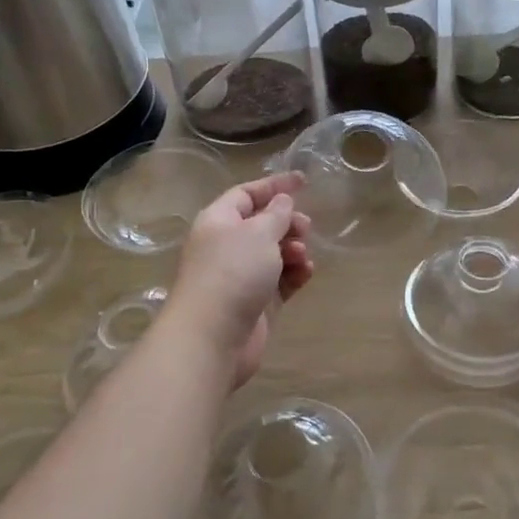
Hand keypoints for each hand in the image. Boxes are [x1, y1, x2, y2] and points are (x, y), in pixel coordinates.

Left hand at [166, 172, 313, 386]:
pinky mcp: (255, 303)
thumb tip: (282, 202)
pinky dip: (294, 274)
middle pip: (262, 224)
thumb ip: (276, 213)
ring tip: (301, 256)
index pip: (247, 194)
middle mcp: (227, 246)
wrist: (212, 337)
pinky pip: (280, 280)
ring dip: (293, 249)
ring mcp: (241, 276)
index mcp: (219, 221)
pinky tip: (305, 273)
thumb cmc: (233, 272)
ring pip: (274, 253)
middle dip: (287, 222)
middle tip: (306, 228)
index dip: (274, 185)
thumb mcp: (259, 232)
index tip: (304, 181)